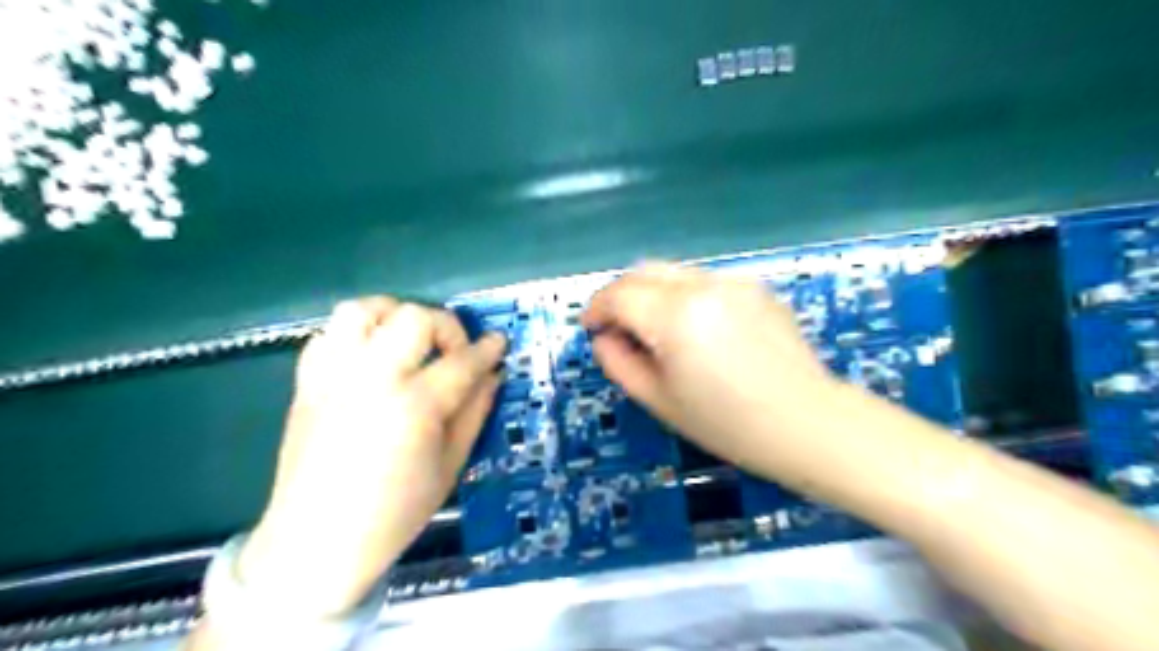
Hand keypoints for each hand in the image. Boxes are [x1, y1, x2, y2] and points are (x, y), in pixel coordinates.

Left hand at [236, 297, 504, 617]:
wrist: (314, 544)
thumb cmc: (394, 513)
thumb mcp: (450, 466)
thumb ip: (475, 412)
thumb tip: (493, 375)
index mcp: (413, 405)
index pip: (462, 361)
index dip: (487, 349)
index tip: (499, 343)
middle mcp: (371, 378)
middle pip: (414, 317)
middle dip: (445, 327)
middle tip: (452, 354)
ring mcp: (333, 376)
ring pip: (362, 310)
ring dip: (394, 316)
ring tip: (408, 342)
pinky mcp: (306, 383)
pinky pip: (328, 335)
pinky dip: (354, 336)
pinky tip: (369, 360)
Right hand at [590, 262, 842, 481]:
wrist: (807, 423)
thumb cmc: (728, 424)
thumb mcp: (659, 400)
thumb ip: (618, 362)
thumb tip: (604, 337)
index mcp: (676, 316)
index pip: (618, 294)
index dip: (596, 308)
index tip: (591, 328)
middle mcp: (703, 285)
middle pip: (644, 271)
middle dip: (621, 295)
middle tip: (618, 328)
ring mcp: (734, 281)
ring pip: (674, 272)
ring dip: (652, 294)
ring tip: (658, 331)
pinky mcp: (755, 287)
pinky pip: (705, 282)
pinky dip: (685, 296)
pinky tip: (699, 331)